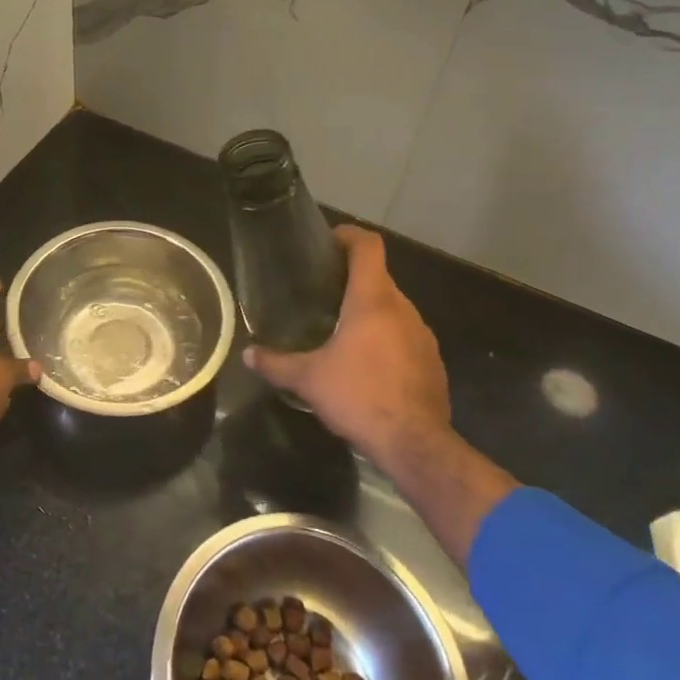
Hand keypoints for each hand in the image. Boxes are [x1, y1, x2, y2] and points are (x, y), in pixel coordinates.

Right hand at [243, 227, 451, 471]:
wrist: (415, 444)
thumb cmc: (359, 397)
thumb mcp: (309, 380)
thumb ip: (276, 363)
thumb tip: (248, 354)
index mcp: (373, 300)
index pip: (368, 246)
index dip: (348, 236)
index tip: (328, 242)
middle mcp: (403, 308)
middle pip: (379, 277)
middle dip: (351, 279)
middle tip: (322, 292)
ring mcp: (422, 334)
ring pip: (393, 307)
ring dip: (370, 310)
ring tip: (341, 328)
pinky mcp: (432, 361)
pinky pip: (406, 335)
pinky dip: (386, 337)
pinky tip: (367, 363)